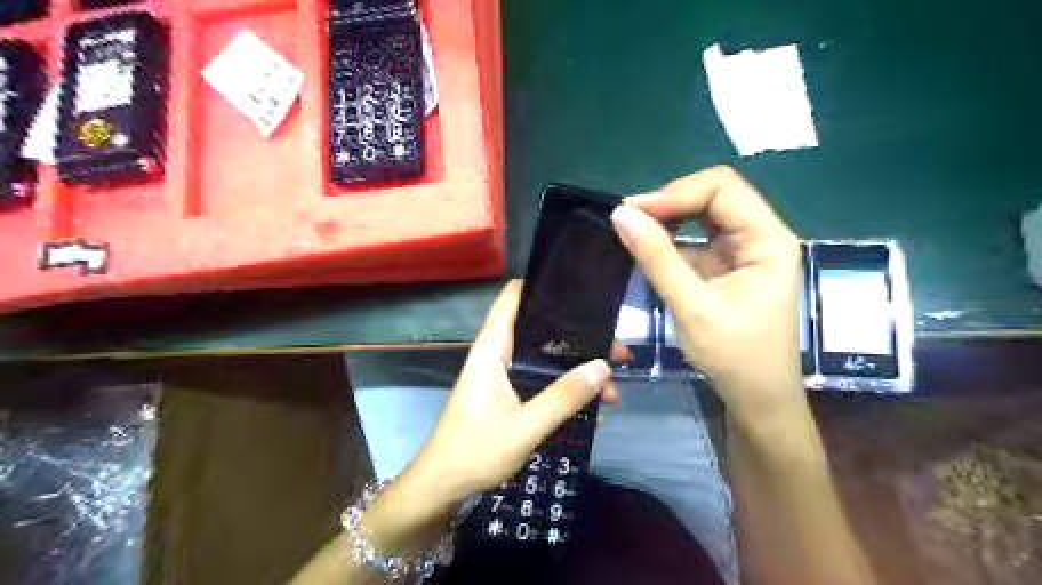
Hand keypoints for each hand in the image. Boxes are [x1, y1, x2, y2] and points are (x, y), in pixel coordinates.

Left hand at [360, 282, 616, 554]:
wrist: (443, 485)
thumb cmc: (477, 450)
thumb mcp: (526, 426)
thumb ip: (564, 396)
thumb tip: (603, 366)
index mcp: (493, 348)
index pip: (513, 297)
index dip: (542, 285)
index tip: (580, 288)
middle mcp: (498, 353)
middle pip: (541, 328)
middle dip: (579, 336)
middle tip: (616, 350)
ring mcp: (503, 374)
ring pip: (545, 357)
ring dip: (576, 367)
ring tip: (611, 386)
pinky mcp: (507, 393)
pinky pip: (541, 379)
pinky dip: (565, 386)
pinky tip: (590, 404)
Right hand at [612, 167, 803, 426]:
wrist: (758, 400)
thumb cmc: (735, 358)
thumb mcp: (692, 307)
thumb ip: (657, 258)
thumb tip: (621, 214)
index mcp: (768, 240)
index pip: (722, 188)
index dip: (676, 193)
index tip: (633, 212)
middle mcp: (760, 236)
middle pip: (714, 195)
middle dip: (670, 202)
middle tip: (628, 219)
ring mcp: (743, 251)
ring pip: (703, 214)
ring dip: (667, 218)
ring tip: (632, 229)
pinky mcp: (727, 266)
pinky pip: (696, 239)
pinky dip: (669, 239)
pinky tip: (647, 247)